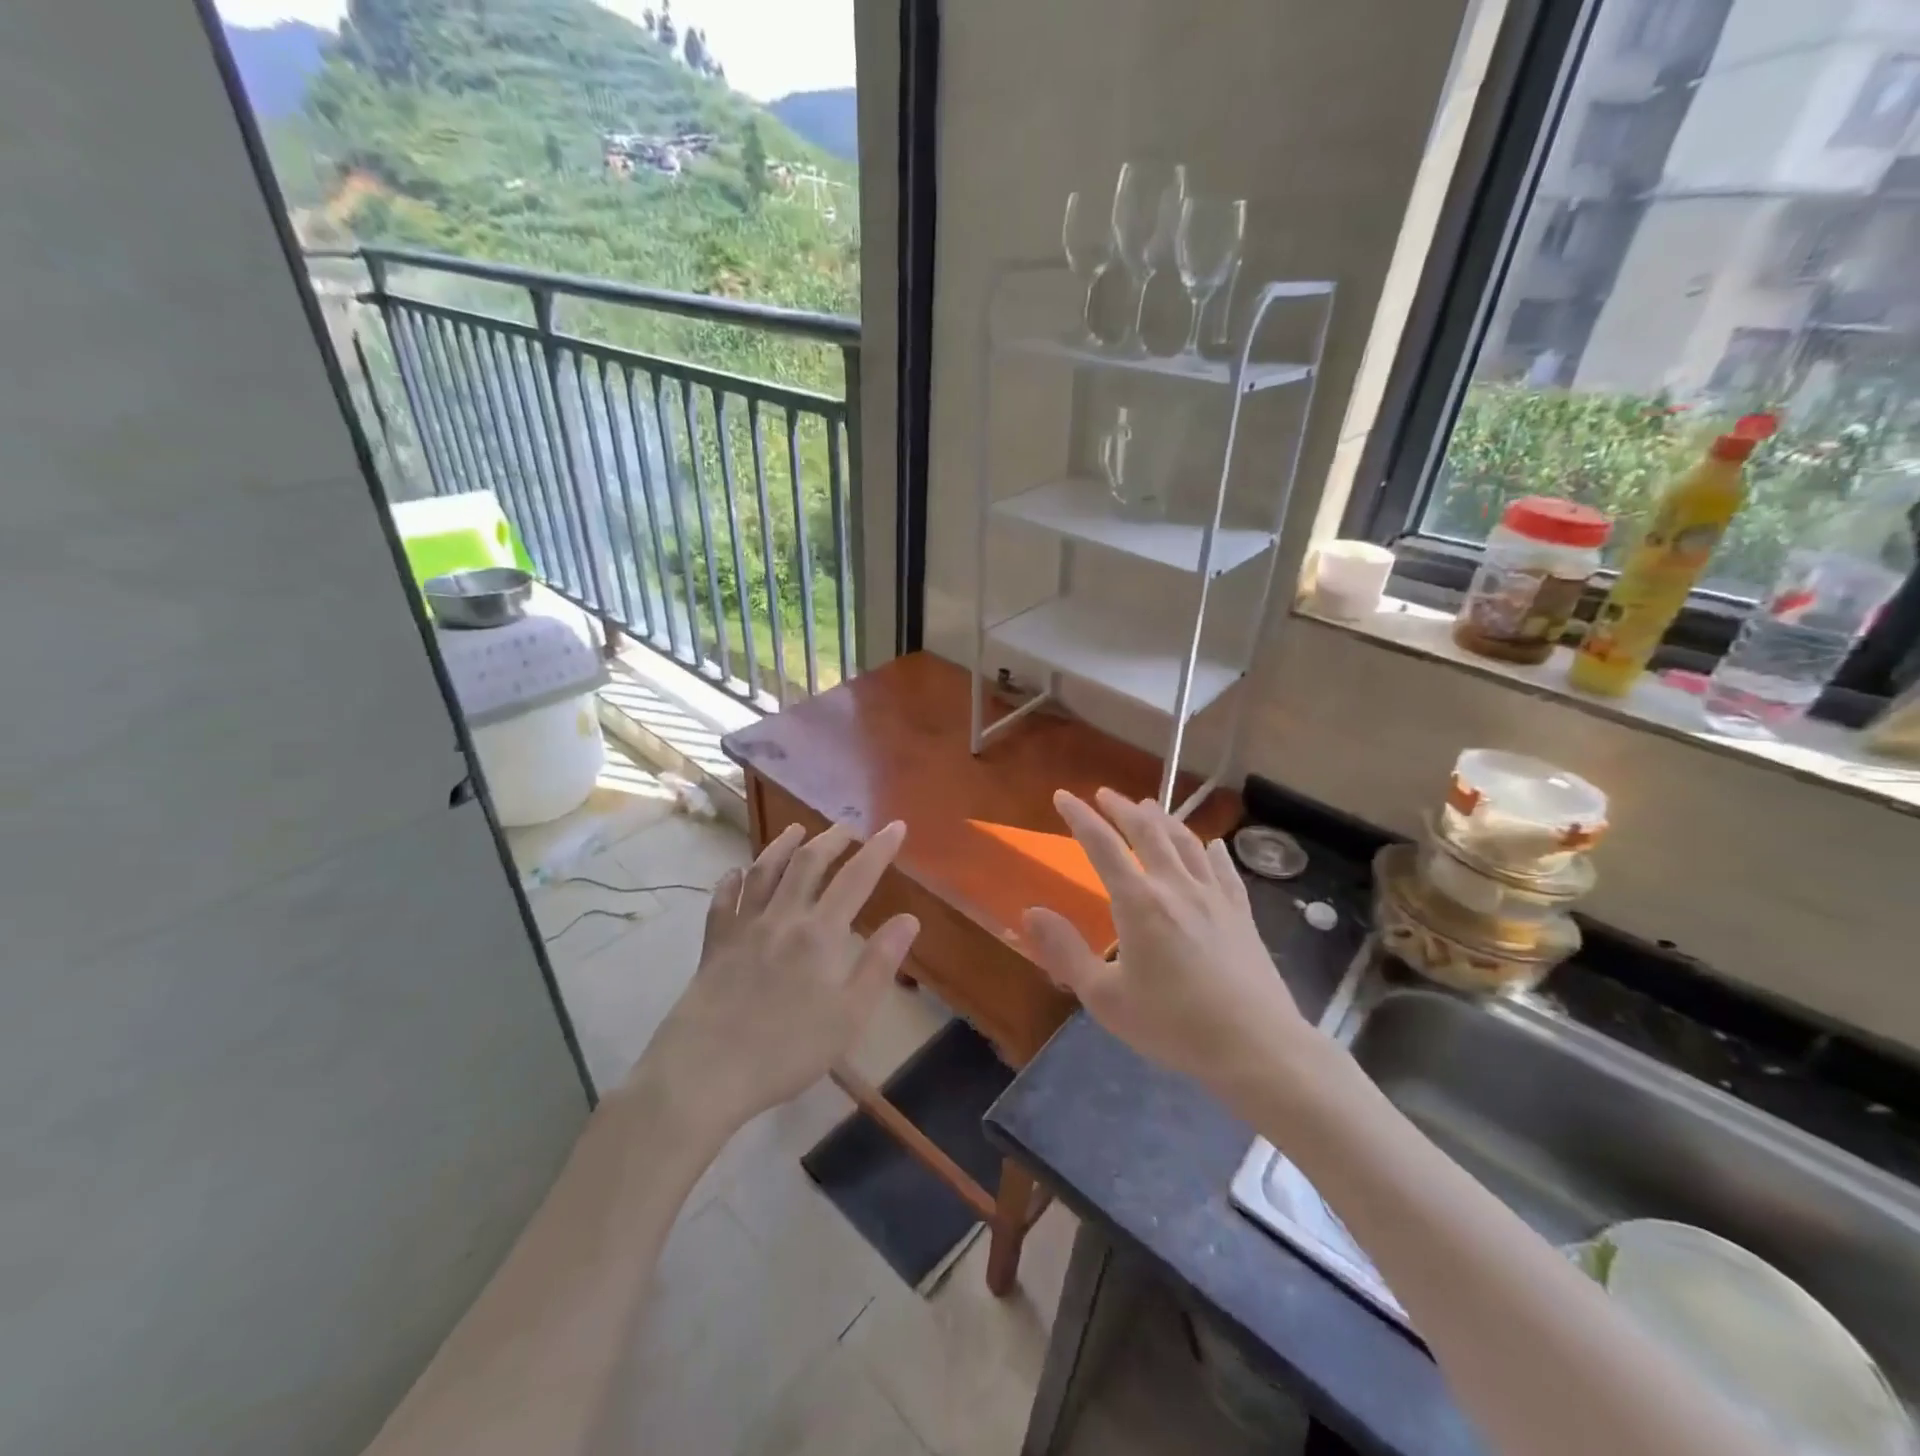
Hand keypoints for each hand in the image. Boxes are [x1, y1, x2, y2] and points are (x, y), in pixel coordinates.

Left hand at [635, 821, 918, 1132]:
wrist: (705, 1072)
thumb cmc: (787, 1051)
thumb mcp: (849, 1016)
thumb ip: (880, 964)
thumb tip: (909, 919)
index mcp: (820, 934)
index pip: (856, 878)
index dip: (878, 849)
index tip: (895, 826)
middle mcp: (782, 918)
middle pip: (808, 863)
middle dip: (832, 839)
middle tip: (848, 827)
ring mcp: (743, 928)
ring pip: (764, 871)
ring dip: (783, 846)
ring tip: (797, 831)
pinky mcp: (713, 945)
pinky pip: (722, 901)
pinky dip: (732, 881)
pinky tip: (736, 873)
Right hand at [1022, 789, 1313, 1101]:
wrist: (1257, 1047)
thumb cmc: (1174, 1025)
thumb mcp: (1105, 998)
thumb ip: (1066, 953)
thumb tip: (1031, 913)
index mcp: (1139, 902)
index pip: (1102, 845)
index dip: (1080, 817)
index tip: (1063, 795)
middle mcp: (1176, 886)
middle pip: (1147, 831)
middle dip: (1122, 808)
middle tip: (1105, 794)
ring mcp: (1214, 896)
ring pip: (1187, 842)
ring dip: (1164, 819)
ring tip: (1149, 808)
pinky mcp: (1242, 913)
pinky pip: (1225, 869)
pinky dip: (1213, 850)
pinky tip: (1213, 844)